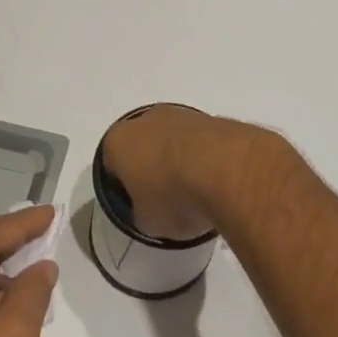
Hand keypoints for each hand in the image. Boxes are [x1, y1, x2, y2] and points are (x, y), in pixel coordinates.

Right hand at [99, 104, 278, 239]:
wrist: (227, 170)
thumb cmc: (173, 197)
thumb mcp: (147, 222)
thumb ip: (141, 213)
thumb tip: (151, 210)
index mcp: (118, 141)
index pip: (111, 166)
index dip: (122, 189)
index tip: (138, 207)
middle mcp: (146, 119)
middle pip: (142, 147)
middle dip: (151, 169)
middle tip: (166, 199)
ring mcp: (181, 114)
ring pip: (172, 141)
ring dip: (179, 161)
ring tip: (196, 193)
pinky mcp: (212, 117)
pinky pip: (200, 142)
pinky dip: (204, 157)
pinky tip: (215, 181)